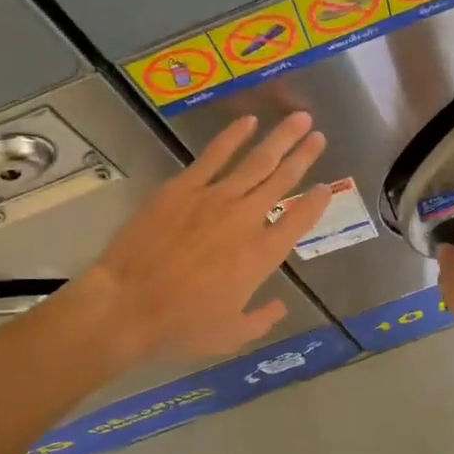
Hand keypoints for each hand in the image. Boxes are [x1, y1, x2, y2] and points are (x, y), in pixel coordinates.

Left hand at [73, 113, 331, 363]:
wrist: (127, 305)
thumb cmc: (181, 325)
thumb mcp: (231, 335)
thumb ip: (262, 320)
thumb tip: (280, 306)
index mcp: (262, 256)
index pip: (299, 221)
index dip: (317, 202)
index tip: (327, 187)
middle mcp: (246, 220)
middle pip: (283, 181)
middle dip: (304, 156)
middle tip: (319, 135)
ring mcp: (214, 198)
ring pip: (256, 162)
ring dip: (280, 139)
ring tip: (299, 118)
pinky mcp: (183, 188)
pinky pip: (214, 155)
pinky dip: (233, 136)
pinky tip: (249, 121)